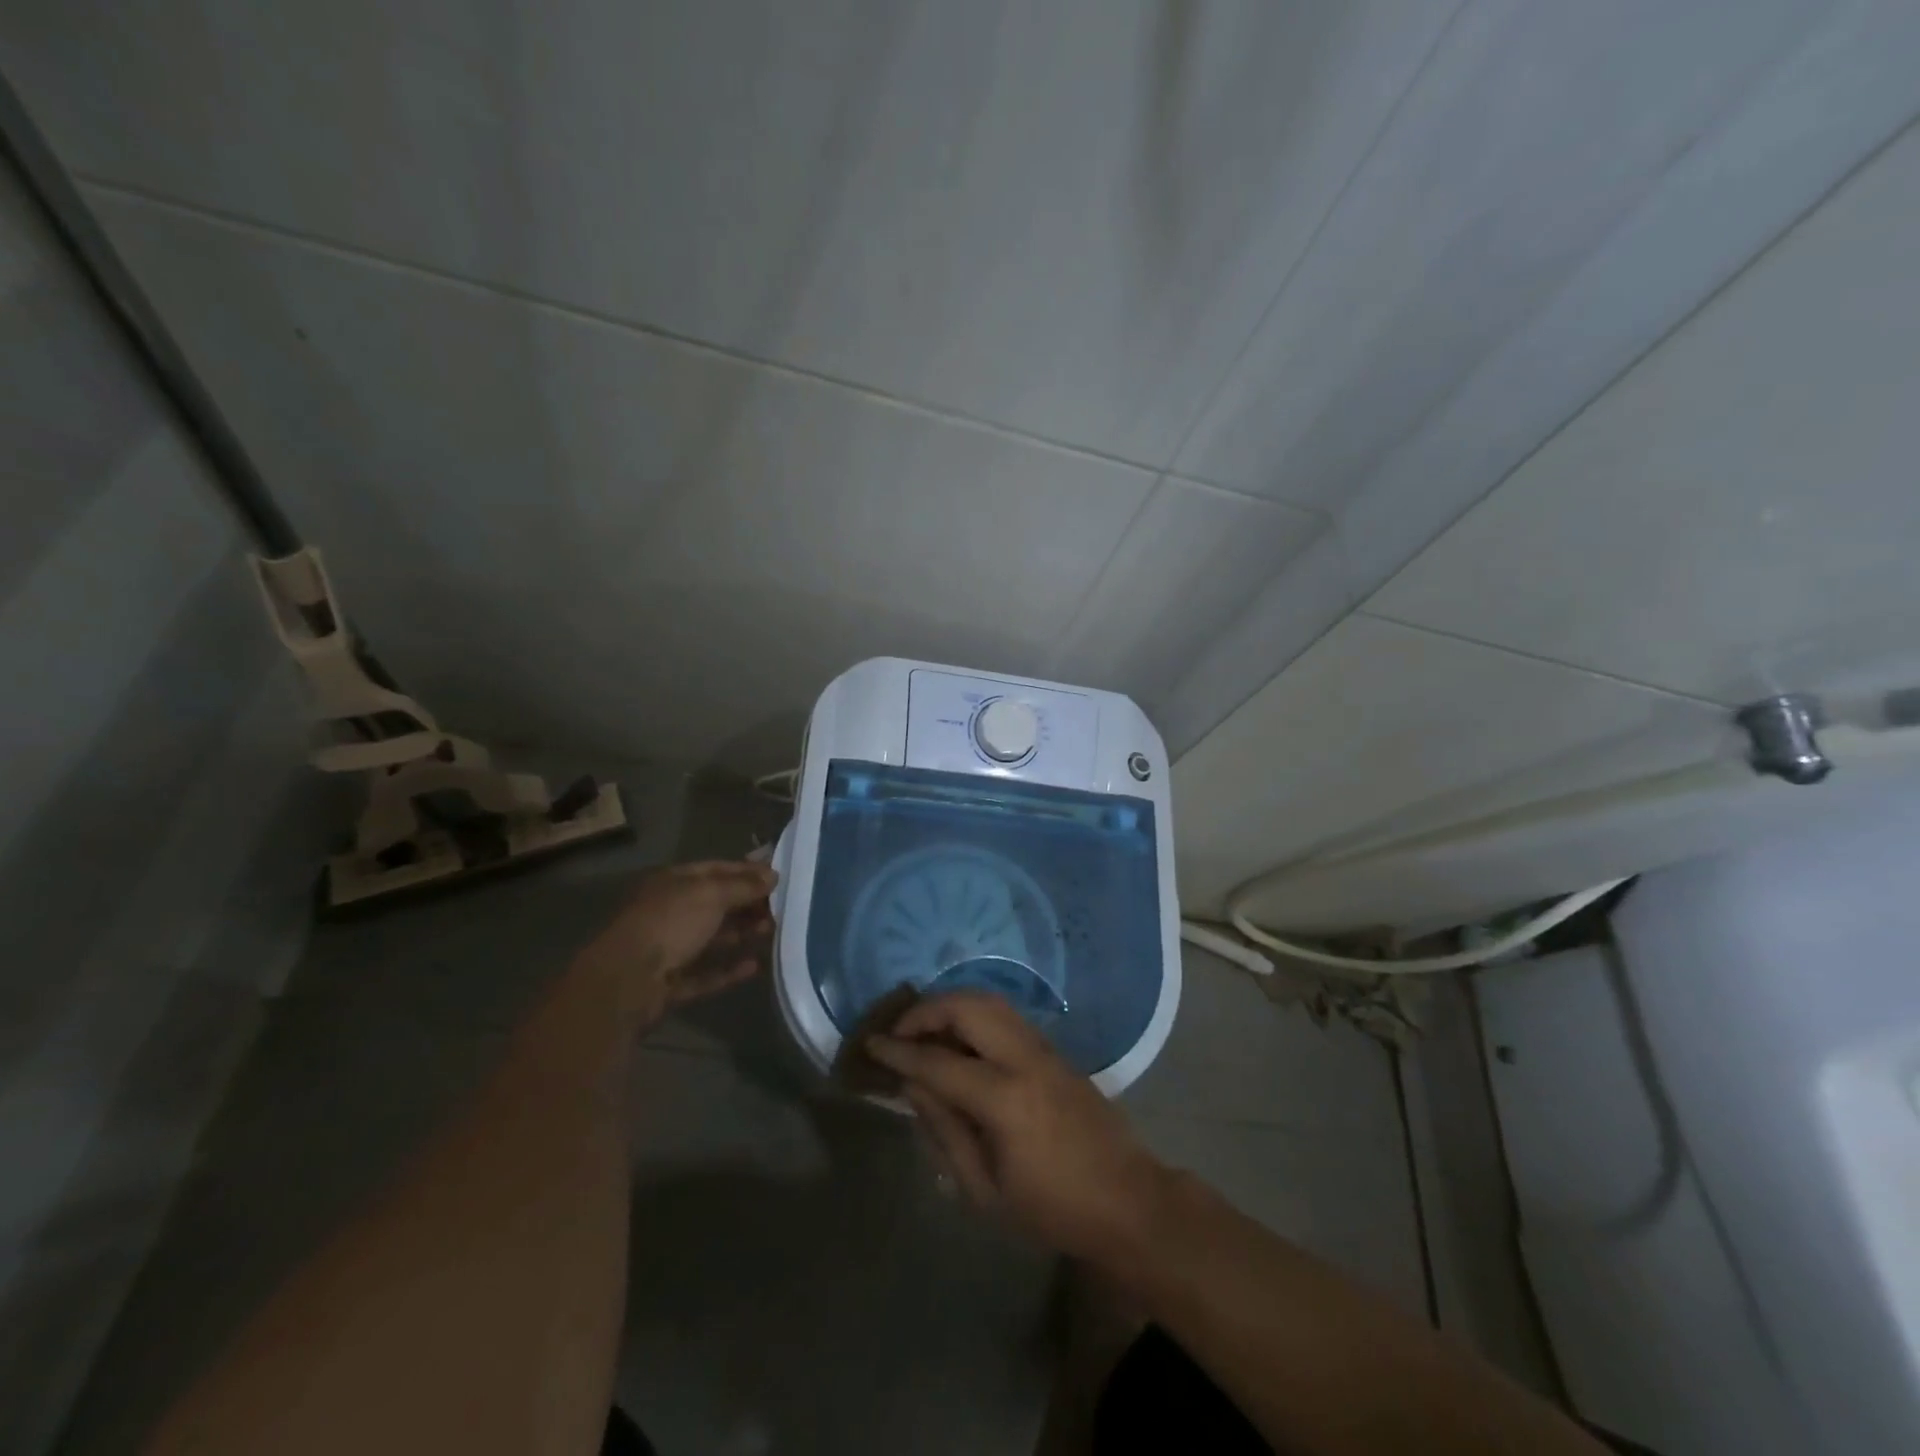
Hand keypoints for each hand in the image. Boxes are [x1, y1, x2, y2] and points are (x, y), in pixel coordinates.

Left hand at [576, 860, 777, 1029]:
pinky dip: (728, 970)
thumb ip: (744, 886)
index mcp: (673, 883)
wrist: (626, 982)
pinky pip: (705, 973)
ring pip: (711, 938)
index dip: (747, 871)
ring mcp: (667, 949)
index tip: (778, 877)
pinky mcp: (670, 983)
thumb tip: (773, 875)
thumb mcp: (711, 895)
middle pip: (715, 904)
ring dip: (741, 934)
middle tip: (781, 908)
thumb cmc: (669, 924)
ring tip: (773, 932)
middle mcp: (669, 912)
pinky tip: (754, 966)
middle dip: (748, 904)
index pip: (716, 870)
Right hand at [867, 993, 1169, 1266]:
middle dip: (926, 1010)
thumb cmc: (1051, 1210)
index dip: (900, 1051)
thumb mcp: (985, 1190)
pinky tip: (960, 1039)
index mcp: (1004, 1099)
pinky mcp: (1055, 1050)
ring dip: (952, 1005)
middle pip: (968, 1006)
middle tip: (899, 1031)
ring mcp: (1044, 1048)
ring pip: (990, 1001)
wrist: (1127, 1201)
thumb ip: (944, 1131)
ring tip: (925, 1029)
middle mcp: (1024, 1059)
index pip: (938, 1061)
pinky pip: (1006, 1015)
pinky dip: (975, 1013)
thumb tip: (914, 1085)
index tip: (871, 1044)